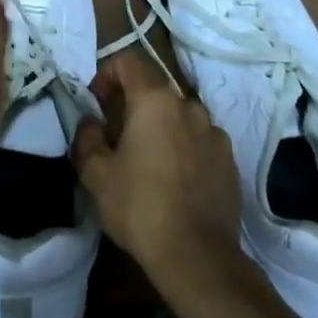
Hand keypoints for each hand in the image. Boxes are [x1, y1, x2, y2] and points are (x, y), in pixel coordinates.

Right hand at [72, 52, 241, 290]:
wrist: (197, 256)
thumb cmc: (140, 207)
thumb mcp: (96, 175)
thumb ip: (87, 138)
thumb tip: (91, 122)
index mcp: (155, 101)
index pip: (129, 61)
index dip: (108, 73)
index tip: (97, 101)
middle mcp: (189, 106)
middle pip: (156, 90)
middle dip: (134, 104)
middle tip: (118, 136)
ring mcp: (214, 133)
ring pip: (180, 116)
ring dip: (162, 126)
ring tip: (149, 160)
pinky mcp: (230, 160)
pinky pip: (200, 141)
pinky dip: (185, 148)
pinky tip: (175, 180)